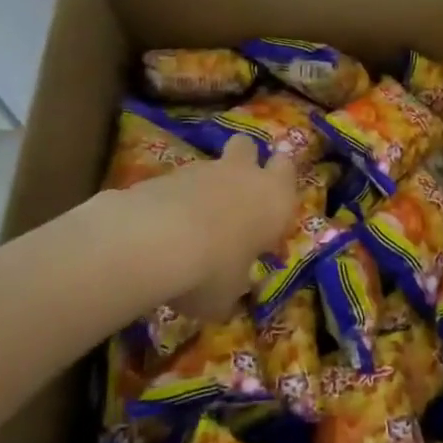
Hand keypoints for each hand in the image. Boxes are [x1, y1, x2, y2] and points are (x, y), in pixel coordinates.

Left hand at [89, 137, 297, 320]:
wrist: (155, 242)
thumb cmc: (212, 270)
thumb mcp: (228, 295)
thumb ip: (232, 287)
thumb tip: (226, 296)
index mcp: (274, 199)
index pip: (287, 170)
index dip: (279, 184)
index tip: (269, 207)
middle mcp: (243, 175)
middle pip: (248, 147)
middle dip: (243, 162)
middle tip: (235, 193)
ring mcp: (201, 170)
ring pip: (209, 166)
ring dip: (204, 187)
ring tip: (190, 225)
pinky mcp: (164, 173)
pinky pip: (175, 183)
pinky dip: (172, 200)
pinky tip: (159, 230)